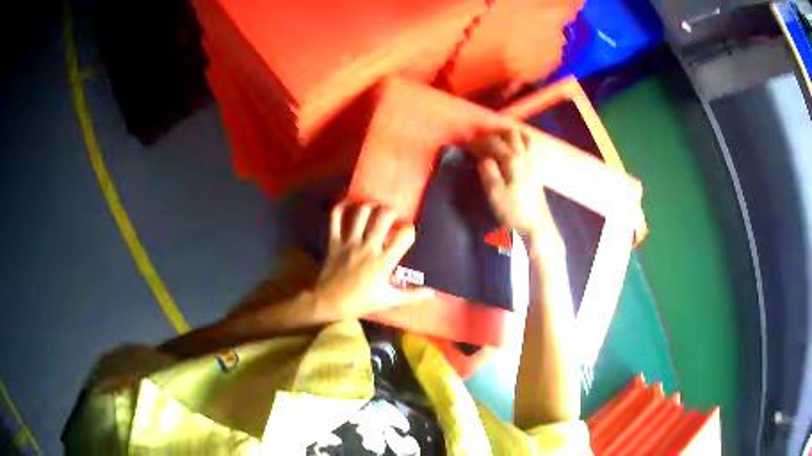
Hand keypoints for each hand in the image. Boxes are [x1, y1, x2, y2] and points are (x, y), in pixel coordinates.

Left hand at [312, 201, 432, 320]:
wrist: (329, 302)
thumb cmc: (360, 302)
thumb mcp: (388, 300)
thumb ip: (411, 295)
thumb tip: (432, 292)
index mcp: (384, 261)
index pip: (404, 236)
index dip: (410, 230)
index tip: (409, 231)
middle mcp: (368, 247)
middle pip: (383, 217)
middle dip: (391, 211)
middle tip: (392, 215)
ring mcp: (349, 242)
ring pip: (361, 213)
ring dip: (370, 206)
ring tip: (374, 208)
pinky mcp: (334, 241)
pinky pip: (335, 219)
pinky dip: (341, 207)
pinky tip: (348, 203)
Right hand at [470, 130, 559, 246]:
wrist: (537, 227)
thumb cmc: (513, 212)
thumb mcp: (495, 193)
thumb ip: (488, 172)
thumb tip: (483, 158)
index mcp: (513, 160)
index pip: (493, 142)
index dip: (478, 141)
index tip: (466, 144)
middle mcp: (524, 157)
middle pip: (511, 134)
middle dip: (494, 135)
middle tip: (481, 142)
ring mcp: (533, 163)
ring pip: (522, 139)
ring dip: (508, 137)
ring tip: (496, 143)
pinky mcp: (536, 171)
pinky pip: (528, 147)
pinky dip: (518, 143)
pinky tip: (511, 153)